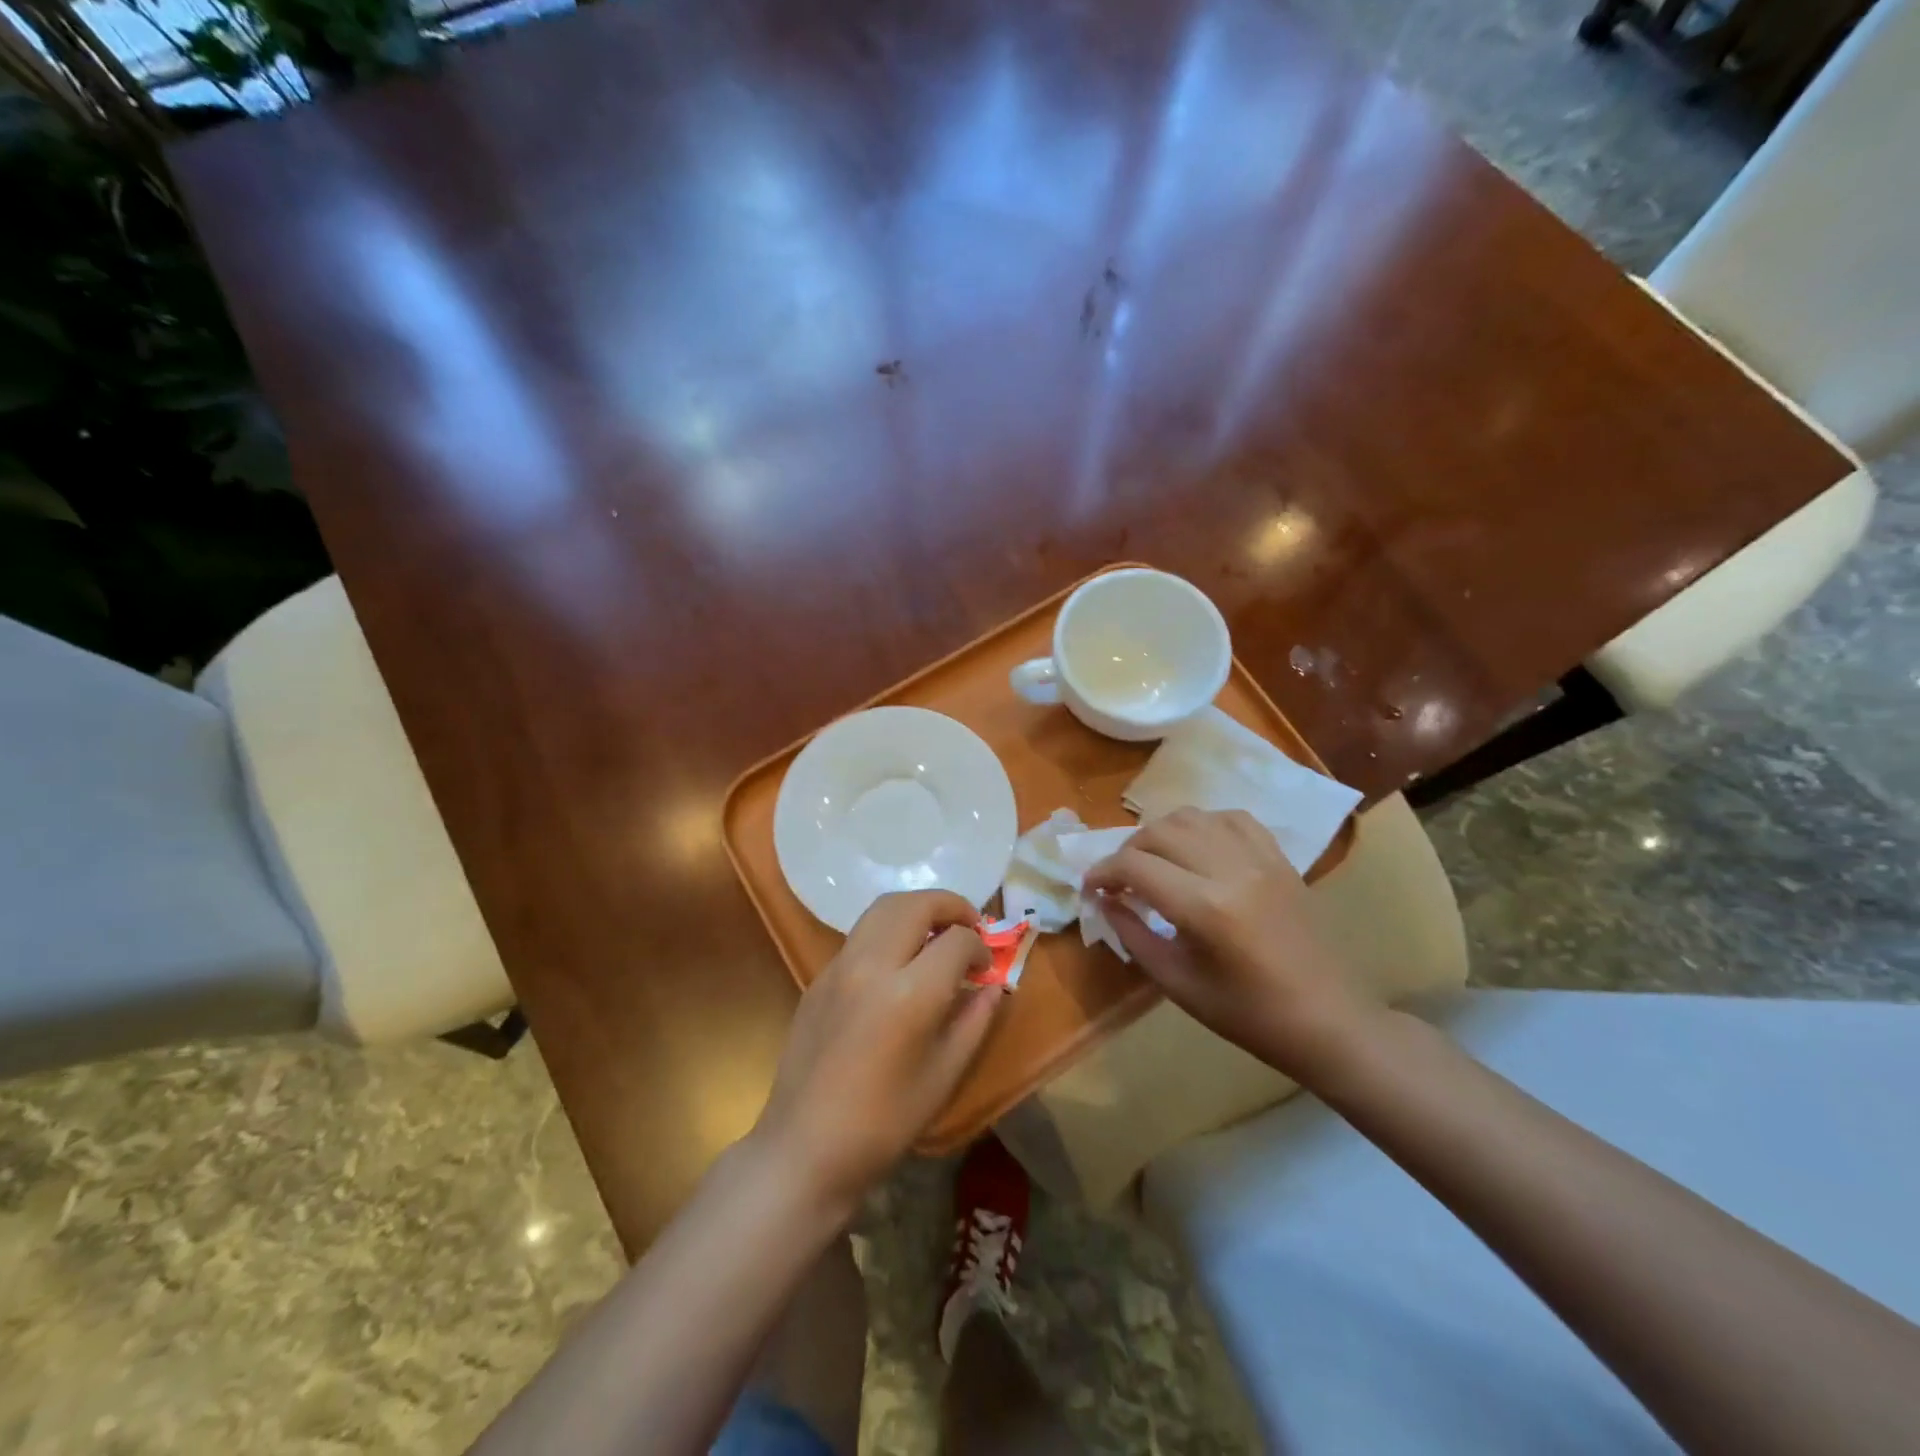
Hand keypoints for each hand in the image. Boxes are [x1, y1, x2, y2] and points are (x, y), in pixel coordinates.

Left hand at [753, 890, 1000, 1214]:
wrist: (805, 1147)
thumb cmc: (884, 1122)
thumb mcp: (944, 1076)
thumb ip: (974, 1021)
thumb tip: (993, 987)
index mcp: (910, 993)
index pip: (957, 941)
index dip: (980, 948)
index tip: (986, 969)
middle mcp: (872, 964)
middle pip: (916, 904)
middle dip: (950, 906)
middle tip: (970, 926)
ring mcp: (840, 966)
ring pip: (883, 907)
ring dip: (917, 909)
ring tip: (936, 932)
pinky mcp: (819, 976)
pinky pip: (861, 933)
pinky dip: (889, 929)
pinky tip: (899, 961)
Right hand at [1085, 808, 1381, 1080]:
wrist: (1327, 1020)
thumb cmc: (1247, 1014)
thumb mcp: (1177, 983)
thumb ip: (1134, 936)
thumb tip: (1104, 902)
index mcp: (1205, 907)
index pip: (1135, 867)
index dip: (1103, 873)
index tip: (1091, 889)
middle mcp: (1231, 869)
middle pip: (1159, 832)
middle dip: (1127, 851)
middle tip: (1119, 880)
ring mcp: (1260, 858)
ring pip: (1193, 816)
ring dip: (1161, 833)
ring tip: (1154, 861)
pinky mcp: (1279, 858)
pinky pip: (1233, 818)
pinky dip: (1203, 825)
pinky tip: (1196, 848)